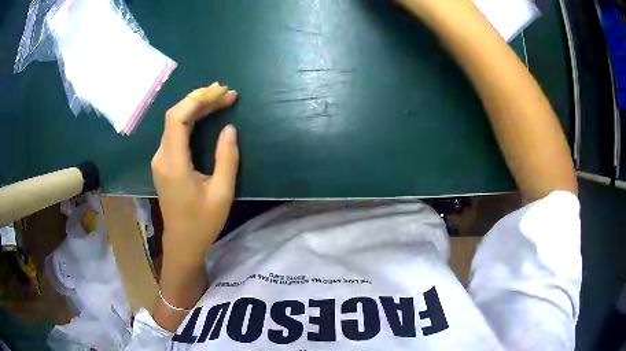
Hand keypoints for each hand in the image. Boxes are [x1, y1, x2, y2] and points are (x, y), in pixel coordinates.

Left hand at [152, 82, 238, 266]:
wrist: (182, 243)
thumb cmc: (202, 223)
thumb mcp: (222, 193)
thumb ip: (226, 159)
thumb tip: (229, 129)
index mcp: (173, 164)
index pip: (177, 119)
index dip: (197, 100)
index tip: (221, 93)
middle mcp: (161, 157)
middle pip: (175, 116)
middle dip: (200, 100)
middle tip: (226, 93)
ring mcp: (160, 160)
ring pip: (174, 122)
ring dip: (196, 108)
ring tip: (220, 99)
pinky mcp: (164, 163)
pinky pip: (174, 133)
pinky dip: (190, 119)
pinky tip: (205, 116)